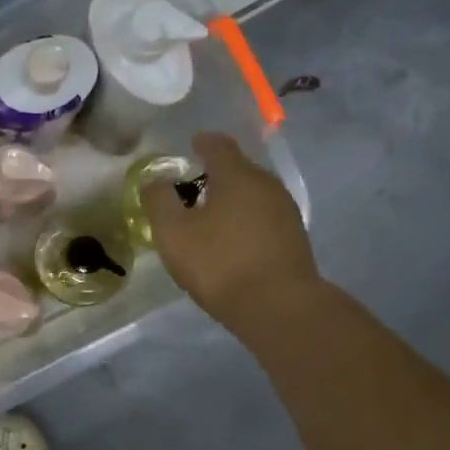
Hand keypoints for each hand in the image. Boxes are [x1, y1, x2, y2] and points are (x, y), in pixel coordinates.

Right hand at [140, 132, 322, 331]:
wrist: (279, 306)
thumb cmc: (219, 263)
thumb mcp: (173, 233)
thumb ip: (159, 201)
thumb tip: (155, 180)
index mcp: (236, 176)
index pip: (218, 145)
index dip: (202, 142)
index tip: (191, 144)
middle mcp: (266, 184)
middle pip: (238, 168)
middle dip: (216, 173)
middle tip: (192, 188)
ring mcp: (285, 210)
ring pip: (253, 193)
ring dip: (232, 198)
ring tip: (211, 215)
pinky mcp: (294, 236)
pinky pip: (264, 215)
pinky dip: (246, 218)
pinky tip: (234, 238)